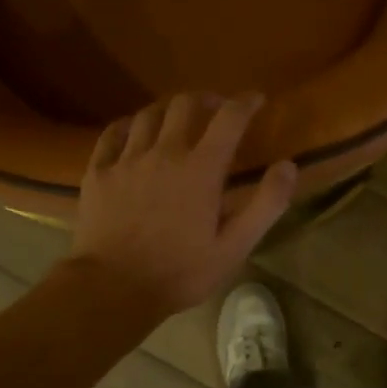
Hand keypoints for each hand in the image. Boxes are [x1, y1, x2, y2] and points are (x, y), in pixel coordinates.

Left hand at [69, 93, 297, 314]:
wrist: (112, 289)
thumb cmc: (180, 272)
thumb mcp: (234, 247)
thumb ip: (265, 204)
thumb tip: (288, 165)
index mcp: (201, 169)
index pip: (229, 118)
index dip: (246, 102)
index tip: (256, 99)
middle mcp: (164, 152)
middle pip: (184, 104)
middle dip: (206, 99)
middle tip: (216, 108)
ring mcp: (127, 159)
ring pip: (148, 114)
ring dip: (168, 110)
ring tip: (177, 120)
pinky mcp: (98, 171)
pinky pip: (113, 133)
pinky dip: (130, 125)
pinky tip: (134, 133)